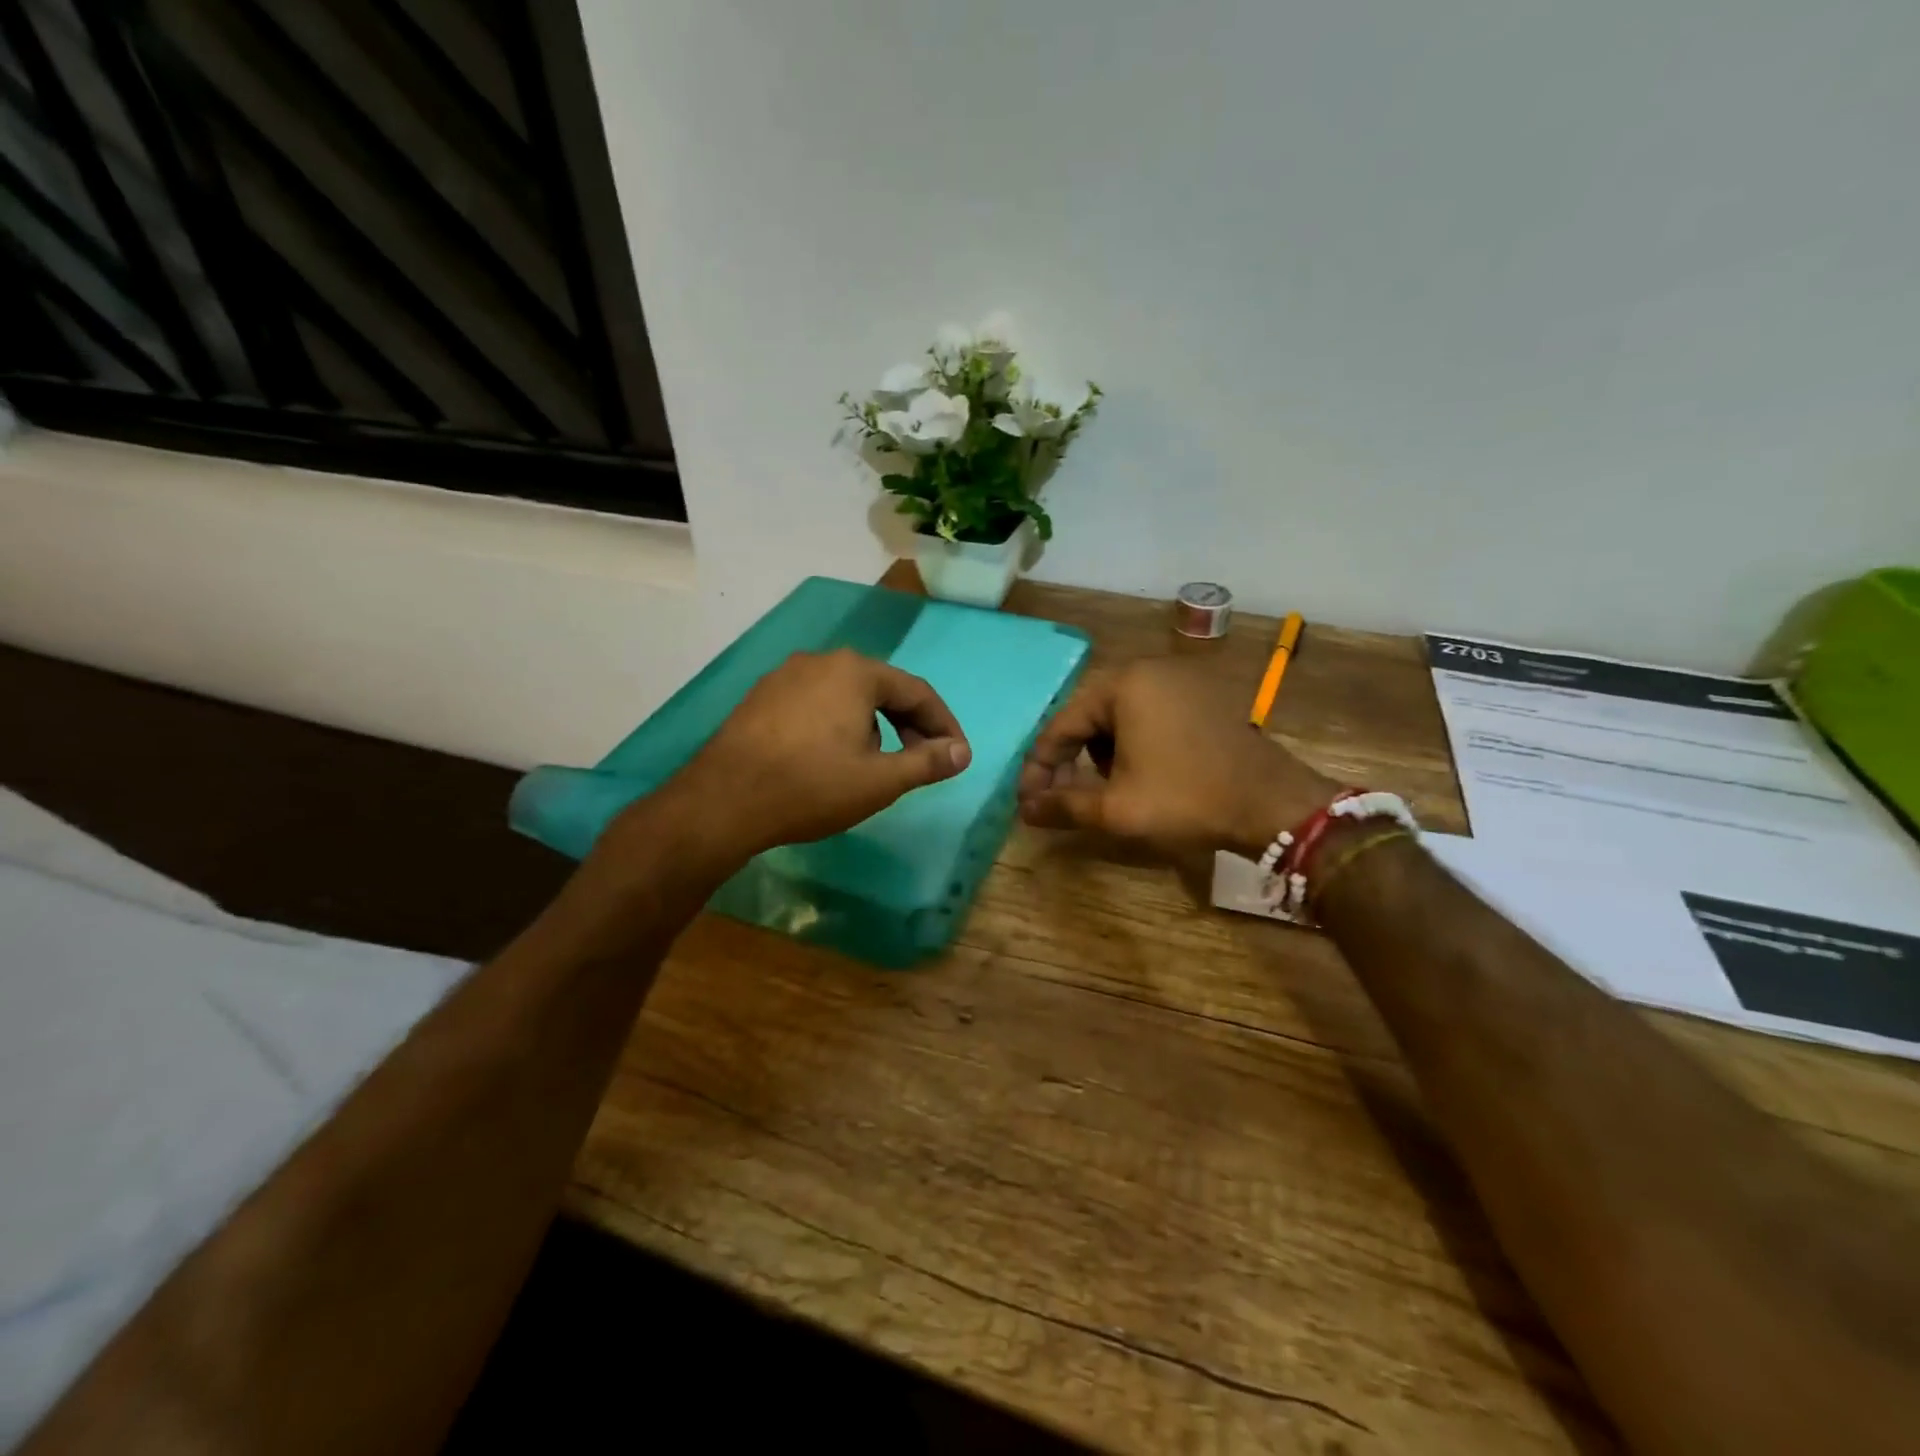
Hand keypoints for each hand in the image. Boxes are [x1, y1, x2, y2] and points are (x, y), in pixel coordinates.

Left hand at [661, 648, 971, 859]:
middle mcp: (821, 661)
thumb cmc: (811, 787)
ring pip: (847, 697)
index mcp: (856, 671)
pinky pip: (816, 704)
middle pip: (881, 690)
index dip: (944, 725)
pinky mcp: (761, 697)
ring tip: (877, 764)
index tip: (956, 756)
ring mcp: (785, 676)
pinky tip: (832, 758)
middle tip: (922, 761)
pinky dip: (838, 726)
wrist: (722, 802)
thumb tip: (962, 753)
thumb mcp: (879, 781)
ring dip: (874, 726)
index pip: (917, 692)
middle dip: (909, 725)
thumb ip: (927, 763)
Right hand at [1018, 658, 1337, 858]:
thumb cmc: (1187, 799)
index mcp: (1125, 684)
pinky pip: (1152, 712)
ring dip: (1105, 750)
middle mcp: (1151, 668)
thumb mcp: (1116, 808)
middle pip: (1091, 714)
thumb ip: (1063, 805)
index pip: (1063, 723)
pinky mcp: (1206, 695)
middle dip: (1074, 758)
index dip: (1040, 765)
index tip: (1028, 798)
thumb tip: (1024, 809)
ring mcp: (1184, 678)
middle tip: (1067, 794)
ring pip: (1121, 714)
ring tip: (1111, 787)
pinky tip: (1145, 771)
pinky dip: (1136, 740)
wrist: (1274, 805)